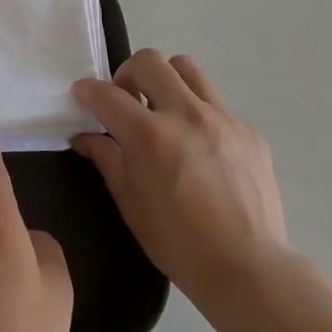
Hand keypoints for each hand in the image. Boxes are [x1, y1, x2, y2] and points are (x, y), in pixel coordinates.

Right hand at [71, 50, 287, 311]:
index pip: (107, 94)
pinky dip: (198, 113)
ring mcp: (223, 118)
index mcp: (150, 136)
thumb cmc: (179, 244)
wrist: (249, 270)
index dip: (87, 91)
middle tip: (126, 100)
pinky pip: (216, 103)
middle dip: (127, 74)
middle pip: (149, 61)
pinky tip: (200, 147)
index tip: (82, 95)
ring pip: (187, 69)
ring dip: (166, 81)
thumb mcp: (131, 204)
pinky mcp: (249, 130)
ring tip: (163, 110)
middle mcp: (186, 114)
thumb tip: (86, 137)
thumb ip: (107, 159)